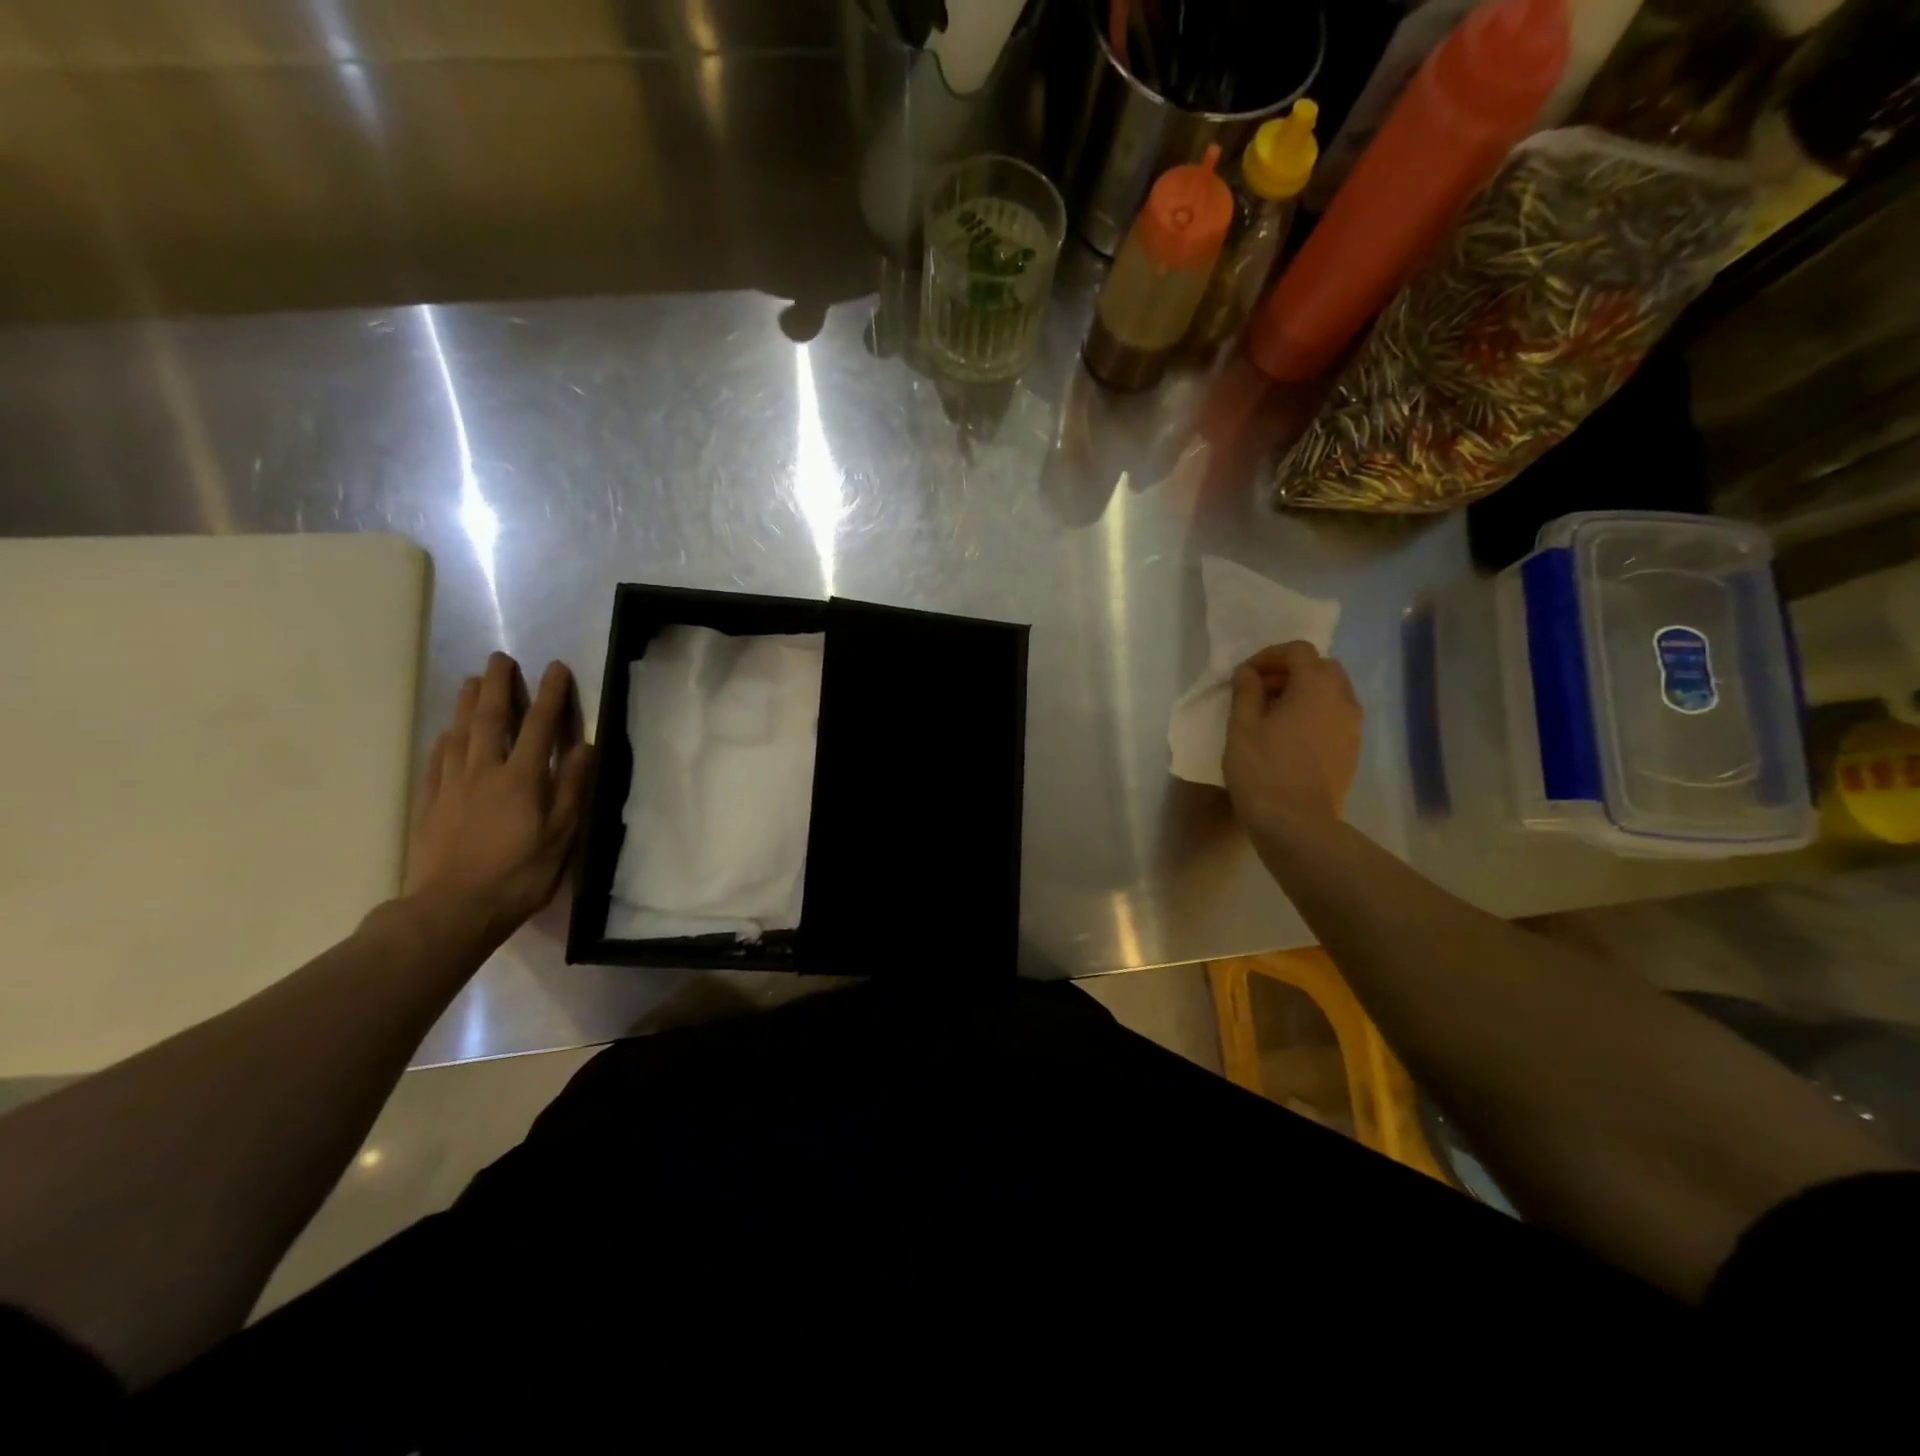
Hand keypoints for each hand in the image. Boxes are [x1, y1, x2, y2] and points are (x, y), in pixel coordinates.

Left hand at [403, 653, 592, 944]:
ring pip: (459, 734)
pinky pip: (437, 761)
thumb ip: (572, 788)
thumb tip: (584, 746)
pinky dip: (444, 740)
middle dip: (499, 686)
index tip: (555, 667)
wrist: (452, 910)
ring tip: (472, 681)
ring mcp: (452, 786)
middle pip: (491, 719)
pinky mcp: (430, 804)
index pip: (539, 726)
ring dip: (468, 704)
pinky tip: (446, 733)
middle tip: (500, 659)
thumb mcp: (561, 836)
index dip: (550, 695)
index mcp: (521, 779)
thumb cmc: (519, 875)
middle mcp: (484, 772)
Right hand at [1223, 642, 1361, 837]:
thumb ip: (1245, 692)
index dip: (1268, 656)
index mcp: (1316, 687)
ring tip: (1271, 715)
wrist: (1298, 824)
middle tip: (1258, 692)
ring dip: (1302, 692)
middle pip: (1320, 667)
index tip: (1244, 676)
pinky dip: (1313, 712)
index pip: (1298, 651)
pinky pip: (1334, 715)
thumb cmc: (1263, 771)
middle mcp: (1343, 699)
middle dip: (1289, 672)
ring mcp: (1353, 726)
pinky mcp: (1352, 749)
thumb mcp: (1242, 728)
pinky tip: (1288, 736)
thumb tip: (1247, 673)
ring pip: (1331, 692)